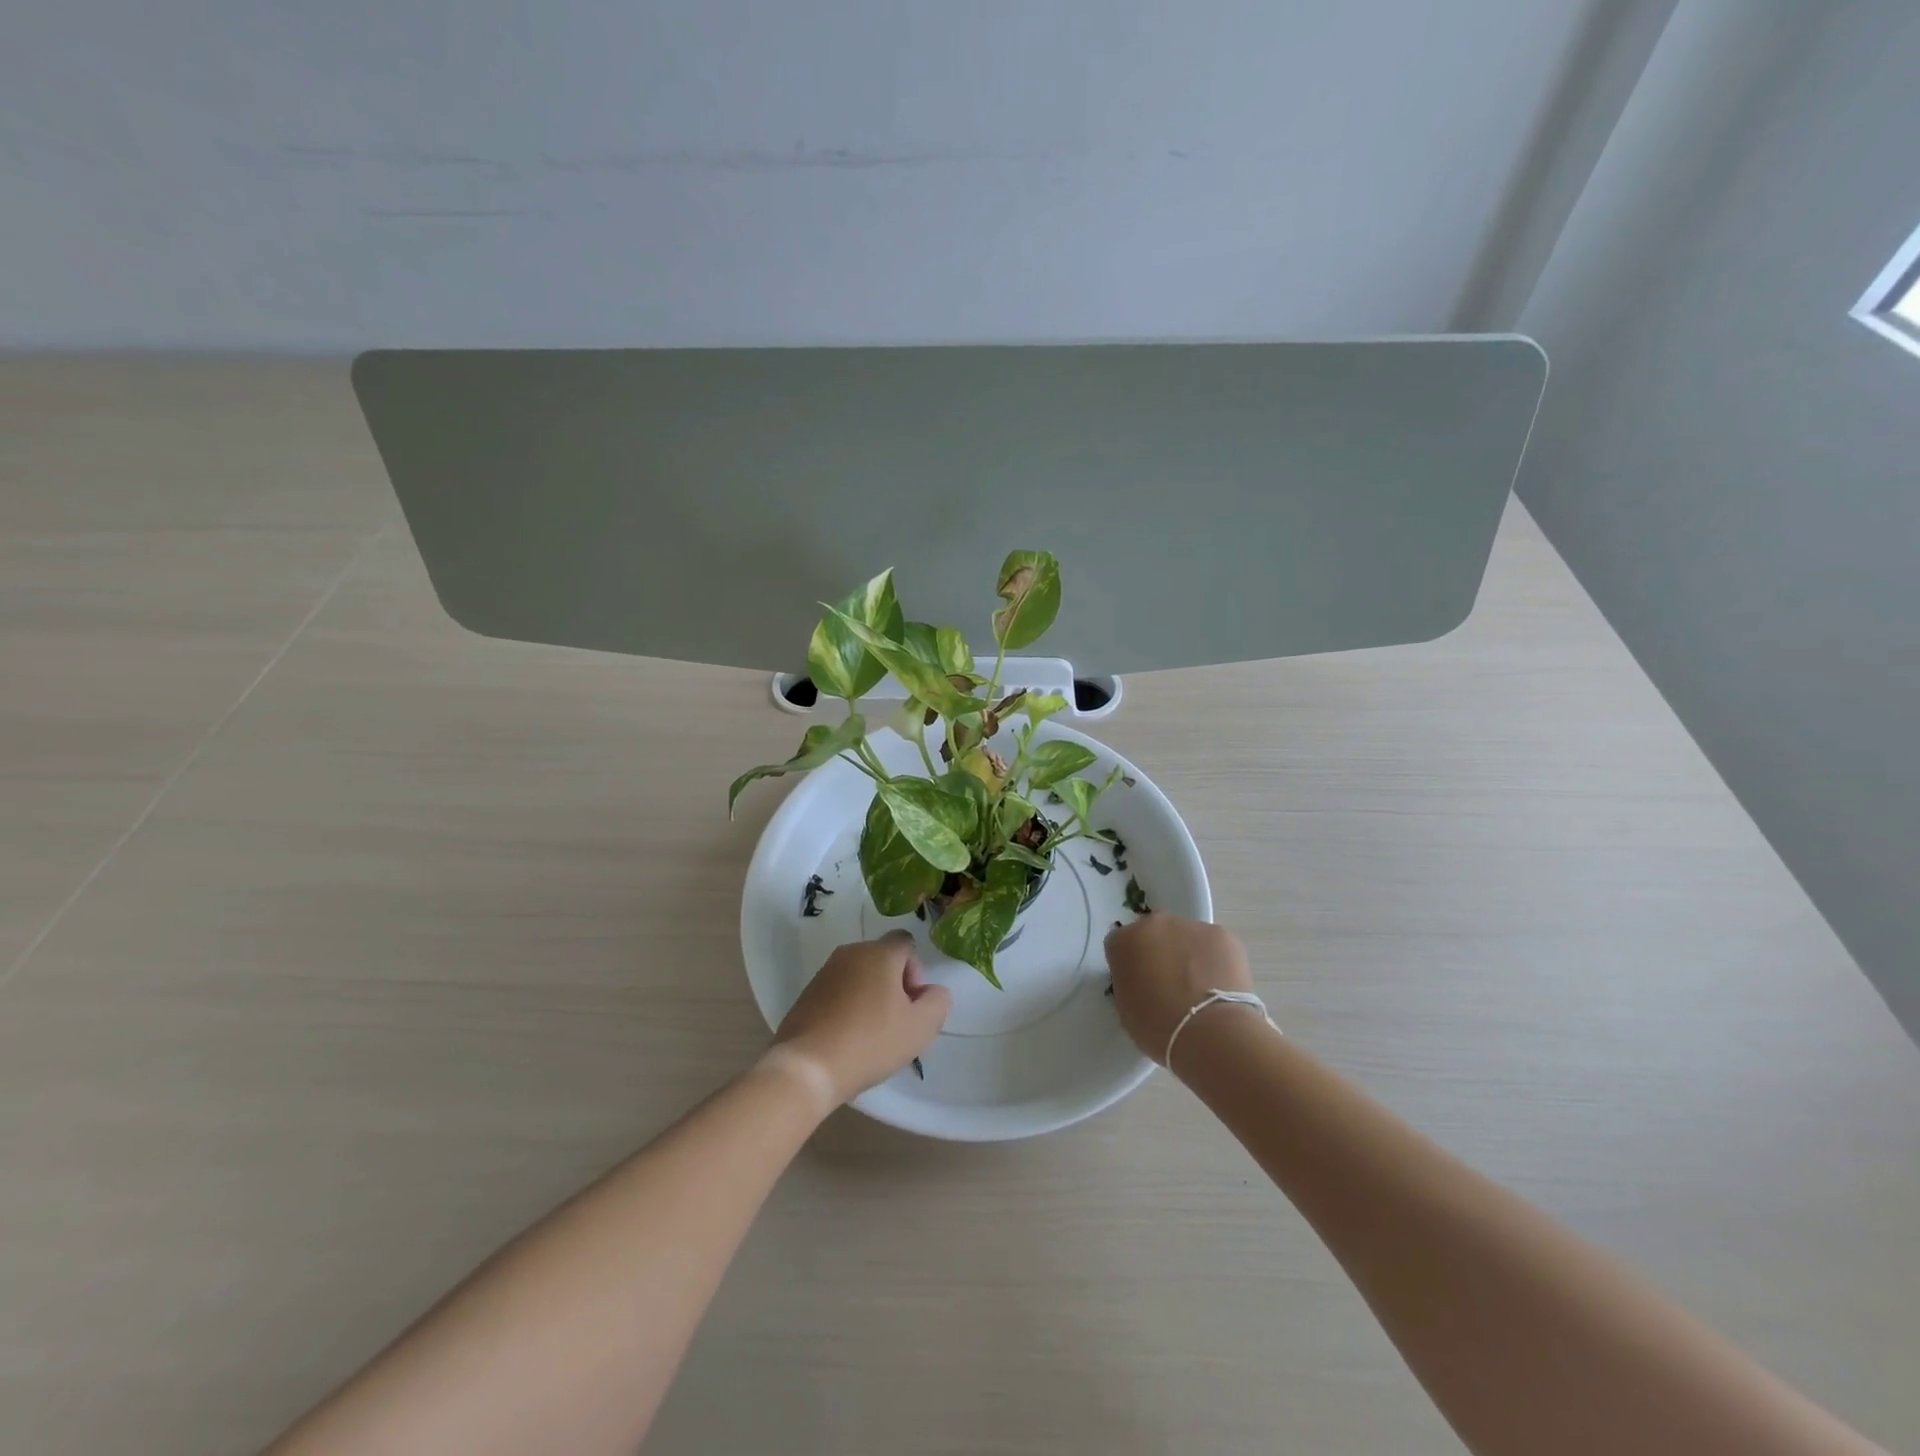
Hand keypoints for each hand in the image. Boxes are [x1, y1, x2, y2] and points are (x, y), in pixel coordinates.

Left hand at [771, 932, 951, 1104]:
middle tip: (895, 1022)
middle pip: (882, 959)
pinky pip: (838, 992)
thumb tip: (931, 991)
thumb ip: (937, 1002)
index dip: (916, 971)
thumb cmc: (870, 1042)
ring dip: (870, 997)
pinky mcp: (806, 994)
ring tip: (870, 1035)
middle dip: (894, 985)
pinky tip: (847, 1039)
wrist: (807, 1067)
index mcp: (878, 953)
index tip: (911, 1004)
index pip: (906, 943)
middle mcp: (850, 953)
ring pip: (859, 976)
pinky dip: (847, 1008)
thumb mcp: (920, 1028)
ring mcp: (824, 972)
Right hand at [1105, 916, 1254, 1066]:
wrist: (1210, 1032)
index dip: (1130, 965)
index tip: (1139, 984)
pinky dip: (1215, 961)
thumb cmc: (1159, 1028)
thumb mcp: (1126, 1009)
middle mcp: (1154, 924)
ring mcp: (1191, 926)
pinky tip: (1220, 987)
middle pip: (1154, 934)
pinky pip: (1213, 945)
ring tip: (1201, 990)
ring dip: (1188, 956)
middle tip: (1170, 985)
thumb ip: (1129, 983)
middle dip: (1159, 953)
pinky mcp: (1222, 935)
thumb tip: (1142, 981)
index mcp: (1124, 941)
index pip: (1121, 945)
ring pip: (1186, 937)